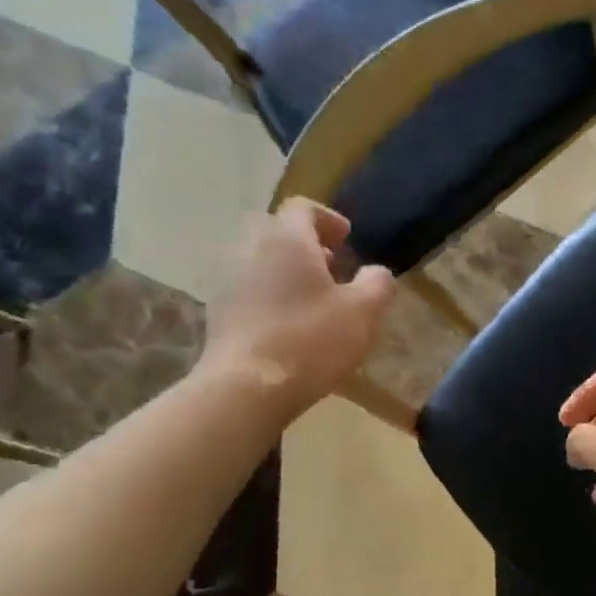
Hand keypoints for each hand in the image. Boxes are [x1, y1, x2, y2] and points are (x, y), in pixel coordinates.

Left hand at [199, 201, 395, 416]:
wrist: (246, 388)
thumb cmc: (310, 340)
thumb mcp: (364, 312)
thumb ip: (378, 283)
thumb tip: (377, 273)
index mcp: (286, 239)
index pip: (302, 208)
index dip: (327, 219)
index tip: (346, 240)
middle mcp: (250, 249)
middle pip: (276, 232)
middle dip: (305, 245)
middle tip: (331, 268)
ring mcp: (227, 281)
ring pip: (259, 261)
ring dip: (286, 271)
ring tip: (312, 299)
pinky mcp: (217, 313)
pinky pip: (248, 290)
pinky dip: (269, 296)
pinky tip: (289, 325)